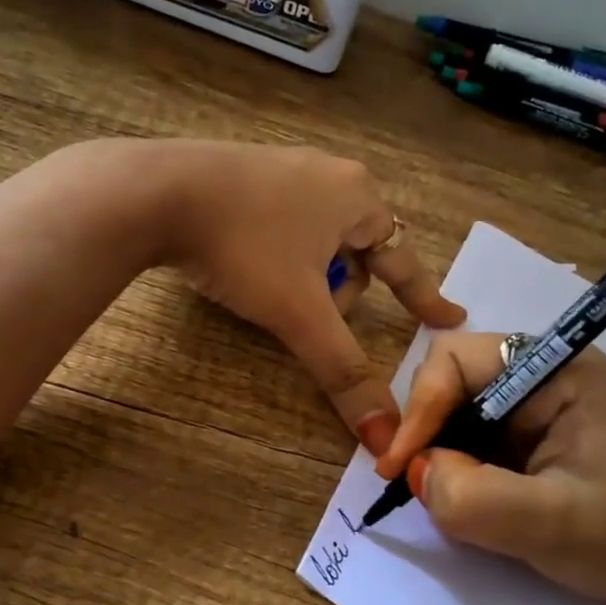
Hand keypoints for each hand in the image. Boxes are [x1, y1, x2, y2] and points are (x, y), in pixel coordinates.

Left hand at [156, 142, 464, 451]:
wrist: (155, 193)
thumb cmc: (244, 247)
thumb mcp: (299, 313)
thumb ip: (344, 372)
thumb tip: (385, 437)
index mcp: (357, 197)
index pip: (404, 260)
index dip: (425, 297)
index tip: (450, 319)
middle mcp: (329, 174)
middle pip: (358, 251)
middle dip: (341, 291)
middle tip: (312, 315)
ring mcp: (284, 167)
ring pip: (317, 239)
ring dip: (308, 275)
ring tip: (270, 293)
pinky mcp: (244, 172)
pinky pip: (282, 224)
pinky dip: (278, 255)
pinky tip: (245, 265)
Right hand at [374, 332, 605, 604]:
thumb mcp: (555, 524)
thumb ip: (474, 498)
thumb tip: (416, 474)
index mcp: (557, 370)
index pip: (456, 359)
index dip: (419, 407)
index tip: (399, 467)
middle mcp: (545, 375)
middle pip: (451, 381)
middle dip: (426, 431)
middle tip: (414, 484)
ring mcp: (541, 407)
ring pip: (459, 413)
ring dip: (441, 454)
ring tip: (443, 498)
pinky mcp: (539, 438)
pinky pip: (477, 440)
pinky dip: (459, 468)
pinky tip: (469, 500)